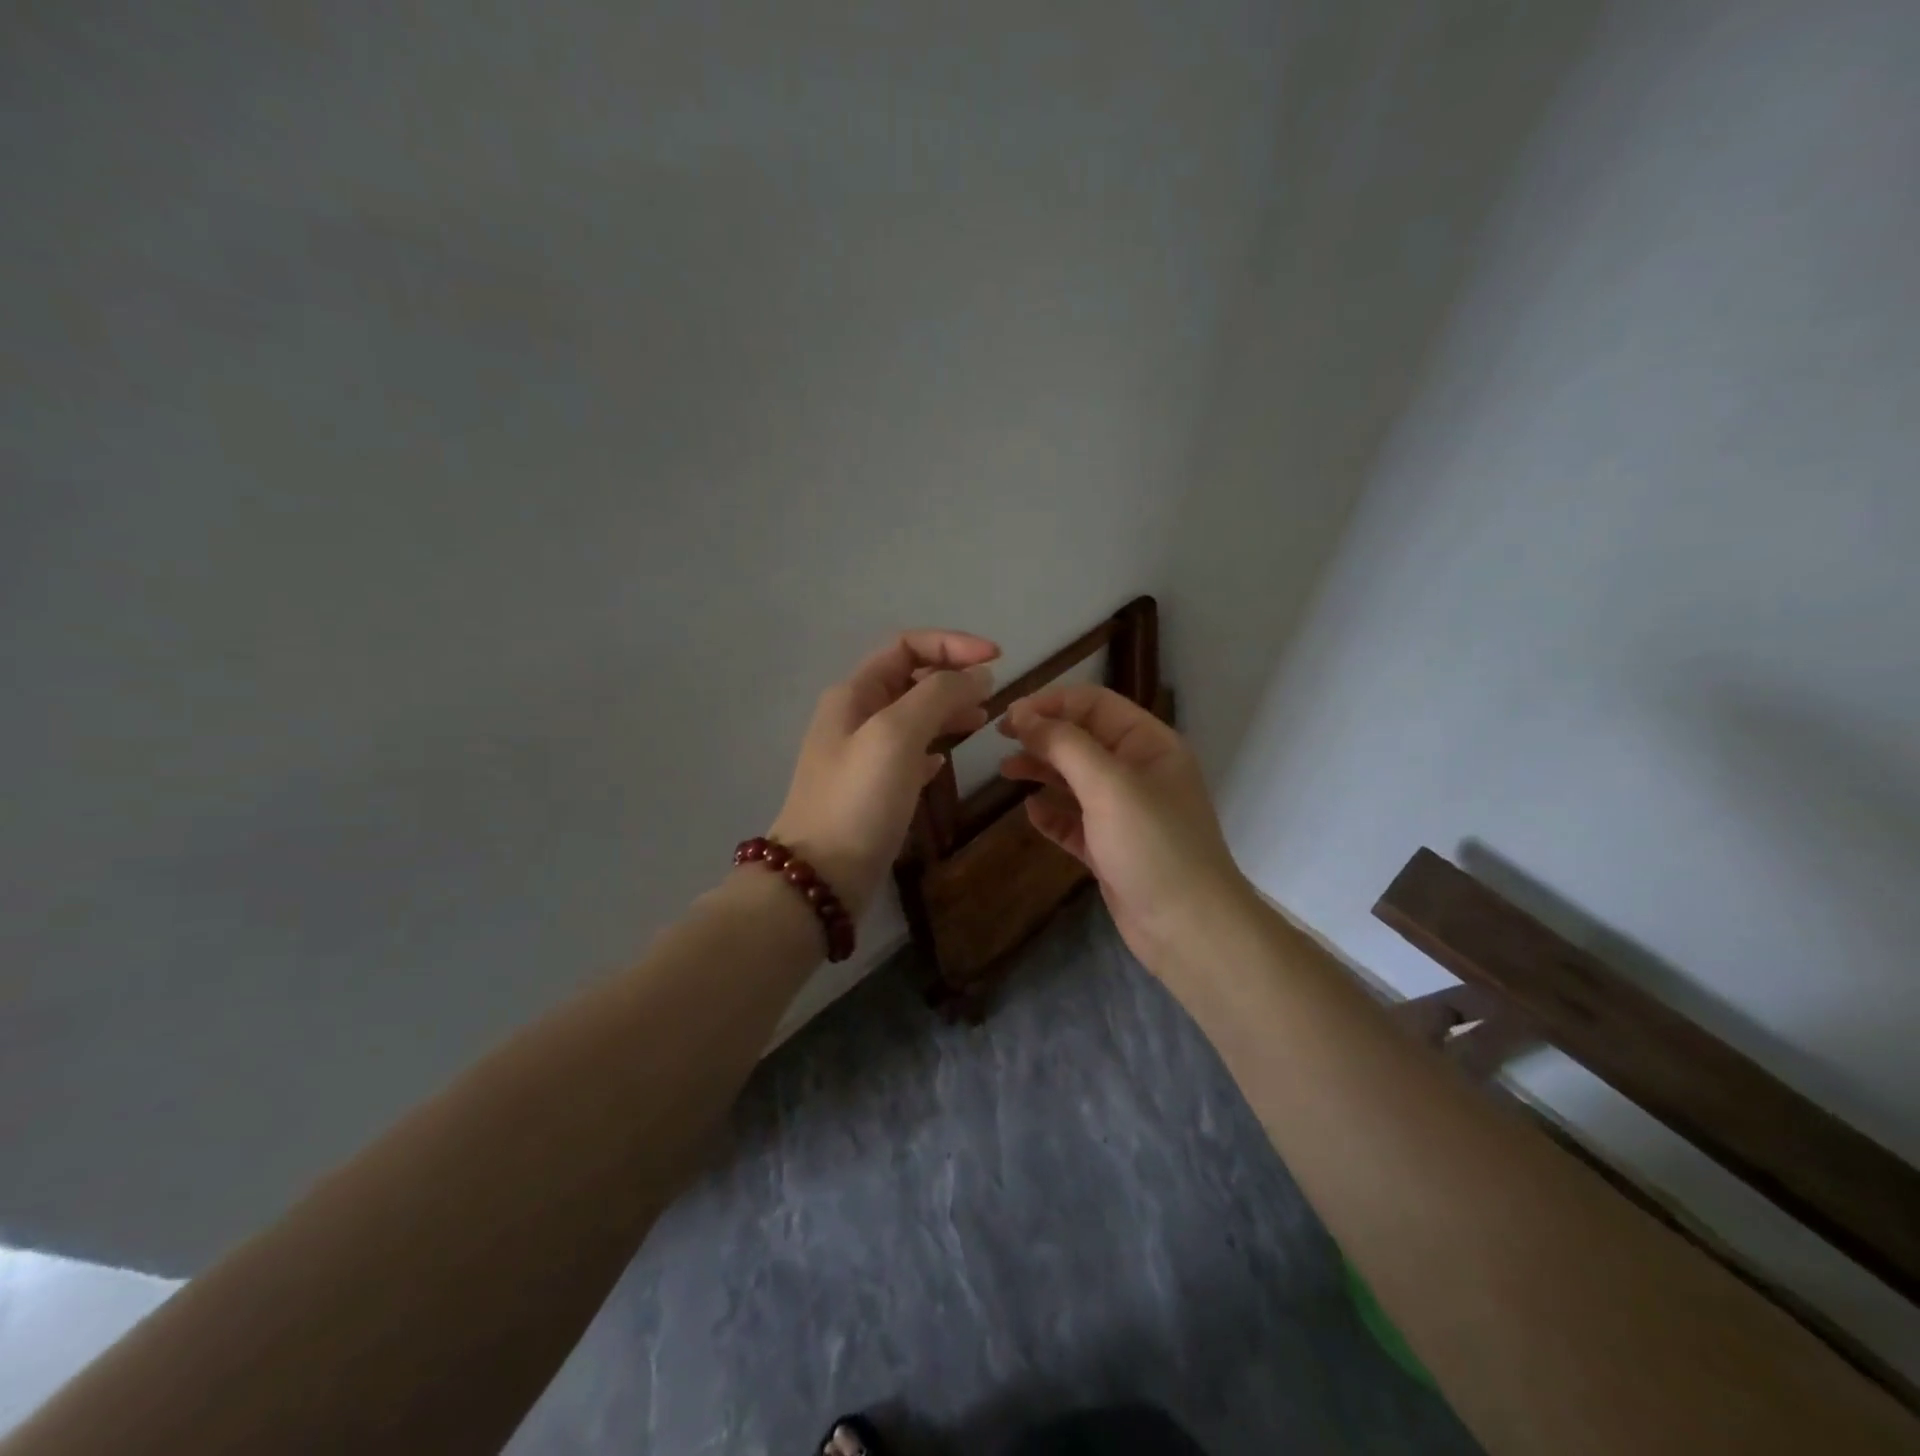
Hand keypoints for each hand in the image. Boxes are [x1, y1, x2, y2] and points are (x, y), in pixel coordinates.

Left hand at [767, 630, 999, 920]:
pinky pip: (907, 754)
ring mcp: (862, 755)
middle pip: (910, 678)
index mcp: (855, 693)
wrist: (820, 877)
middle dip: (953, 677)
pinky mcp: (871, 789)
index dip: (953, 645)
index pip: (907, 646)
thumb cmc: (858, 799)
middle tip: (993, 697)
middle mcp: (855, 716)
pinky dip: (931, 747)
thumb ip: (939, 695)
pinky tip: (946, 761)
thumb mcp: (897, 734)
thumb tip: (978, 675)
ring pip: (912, 716)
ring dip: (947, 710)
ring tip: (982, 721)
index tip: (997, 661)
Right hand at [998, 685, 1251, 971]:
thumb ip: (1065, 745)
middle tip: (1001, 738)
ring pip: (1076, 780)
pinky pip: (1075, 821)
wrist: (1188, 928)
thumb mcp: (1109, 785)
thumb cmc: (1153, 845)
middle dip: (1043, 735)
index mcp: (1149, 745)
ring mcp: (1125, 812)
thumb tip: (1024, 716)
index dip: (1052, 703)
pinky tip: (1030, 811)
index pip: (1095, 705)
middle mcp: (1138, 772)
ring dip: (1042, 771)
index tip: (1010, 715)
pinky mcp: (1111, 848)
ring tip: (1006, 771)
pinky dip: (1052, 813)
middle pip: (1083, 739)